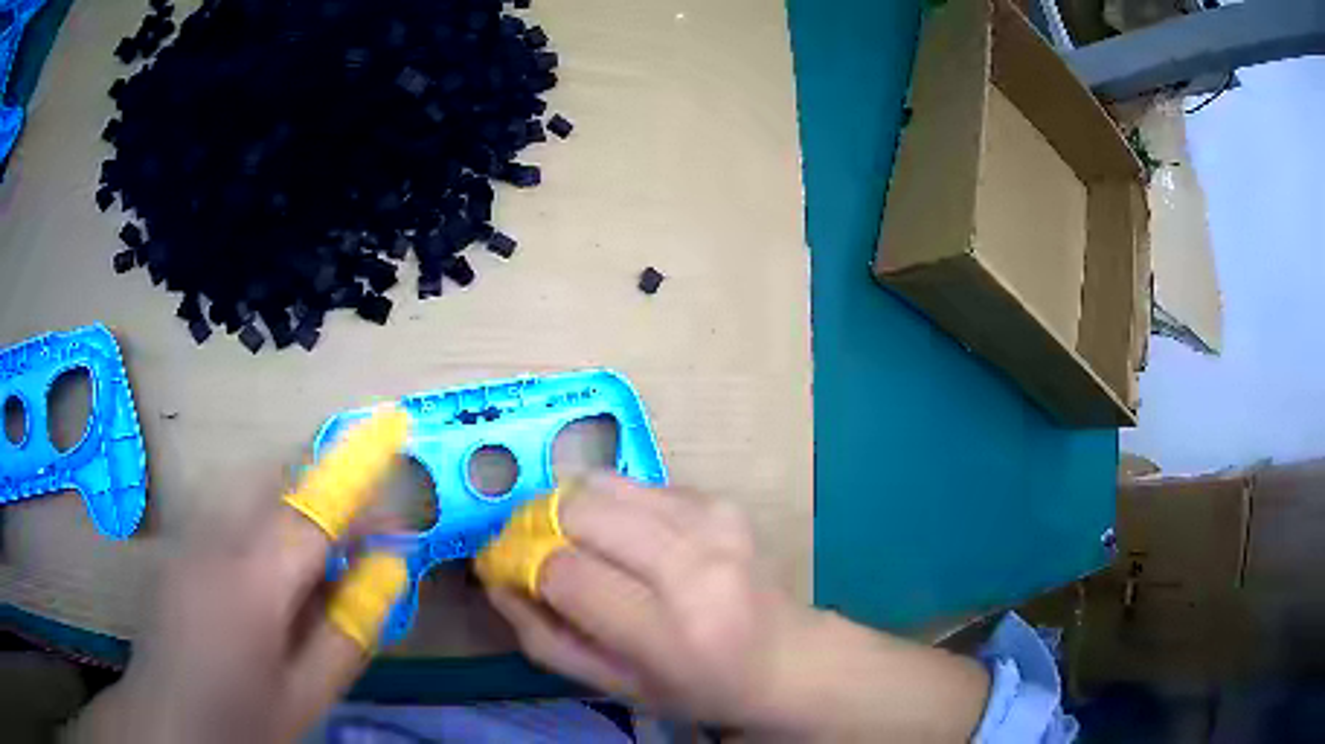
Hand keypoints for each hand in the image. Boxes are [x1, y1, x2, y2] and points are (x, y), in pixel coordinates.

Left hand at [69, 410, 410, 743]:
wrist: (169, 723)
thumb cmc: (243, 720)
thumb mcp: (308, 694)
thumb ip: (349, 630)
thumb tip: (388, 572)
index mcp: (252, 584)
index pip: (314, 513)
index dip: (360, 499)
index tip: (397, 511)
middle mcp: (214, 541)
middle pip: (274, 478)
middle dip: (321, 492)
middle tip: (350, 543)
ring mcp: (187, 538)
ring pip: (245, 487)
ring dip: (288, 504)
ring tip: (309, 561)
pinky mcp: (175, 547)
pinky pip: (222, 509)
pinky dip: (256, 519)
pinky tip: (261, 576)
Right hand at [487, 474, 991, 740]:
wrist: (787, 659)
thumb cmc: (697, 687)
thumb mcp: (615, 687)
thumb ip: (544, 638)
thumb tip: (496, 580)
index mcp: (668, 630)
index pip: (565, 572)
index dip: (521, 563)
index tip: (507, 567)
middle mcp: (694, 564)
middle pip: (579, 509)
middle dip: (539, 524)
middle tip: (533, 548)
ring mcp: (713, 520)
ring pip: (602, 482)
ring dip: (571, 509)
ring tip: (575, 541)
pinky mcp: (719, 499)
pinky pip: (636, 483)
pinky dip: (612, 505)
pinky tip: (626, 538)